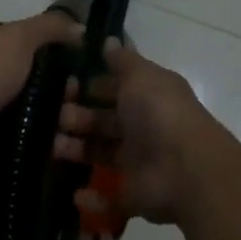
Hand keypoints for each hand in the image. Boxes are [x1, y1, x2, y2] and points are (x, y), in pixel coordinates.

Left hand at [0, 11, 79, 190]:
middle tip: (95, 97)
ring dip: (66, 118)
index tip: (89, 62)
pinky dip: (54, 145)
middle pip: (39, 80)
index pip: (29, 43)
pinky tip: (80, 147)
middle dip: (68, 88)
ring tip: (93, 124)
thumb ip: (50, 28)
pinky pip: (34, 144)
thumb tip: (81, 28)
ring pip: (40, 114)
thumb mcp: (16, 37)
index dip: (59, 50)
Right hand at [55, 40, 221, 225]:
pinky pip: (110, 199)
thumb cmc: (160, 113)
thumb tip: (109, 40)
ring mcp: (140, 162)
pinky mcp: (135, 196)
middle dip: (78, 118)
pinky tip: (75, 193)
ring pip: (103, 155)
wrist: (187, 169)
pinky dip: (92, 199)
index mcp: (147, 96)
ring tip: (54, 147)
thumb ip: (122, 61)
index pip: (114, 88)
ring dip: (78, 151)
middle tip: (55, 117)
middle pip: (105, 122)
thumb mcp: (141, 76)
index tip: (63, 85)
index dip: (90, 86)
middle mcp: (143, 127)